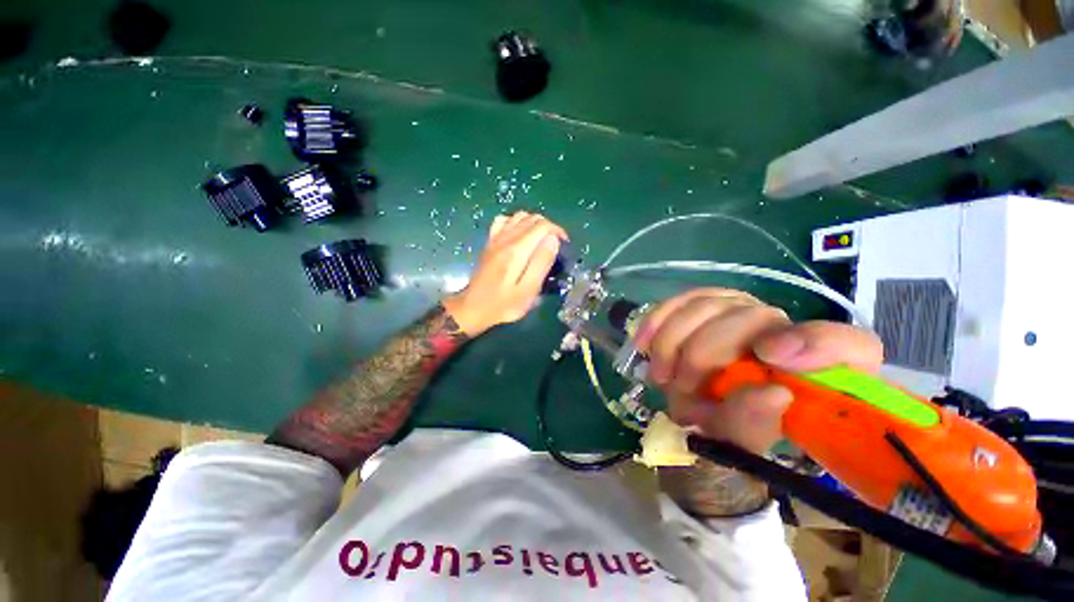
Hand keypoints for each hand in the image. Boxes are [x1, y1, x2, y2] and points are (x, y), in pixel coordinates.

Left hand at [442, 212, 567, 336]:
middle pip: (532, 218)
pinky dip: (516, 222)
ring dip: (534, 223)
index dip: (557, 231)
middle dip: (549, 227)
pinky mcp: (489, 243)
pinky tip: (520, 235)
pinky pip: (503, 220)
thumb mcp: (528, 290)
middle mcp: (506, 238)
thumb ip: (541, 263)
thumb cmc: (504, 304)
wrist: (473, 308)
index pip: (542, 226)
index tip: (564, 245)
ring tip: (541, 240)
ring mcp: (495, 239)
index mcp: (517, 250)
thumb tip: (553, 239)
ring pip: (519, 216)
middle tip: (555, 246)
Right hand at [635, 288, 882, 453]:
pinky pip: (683, 300)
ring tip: (661, 373)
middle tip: (682, 388)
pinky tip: (644, 341)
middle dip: (704, 355)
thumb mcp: (740, 440)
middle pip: (751, 317)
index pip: (847, 345)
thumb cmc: (729, 427)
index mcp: (817, 368)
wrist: (702, 408)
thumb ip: (754, 424)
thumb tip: (772, 393)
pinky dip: (659, 319)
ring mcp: (744, 310)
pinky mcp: (709, 304)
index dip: (816, 345)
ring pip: (709, 304)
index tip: (770, 362)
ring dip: (675, 341)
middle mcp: (785, 329)